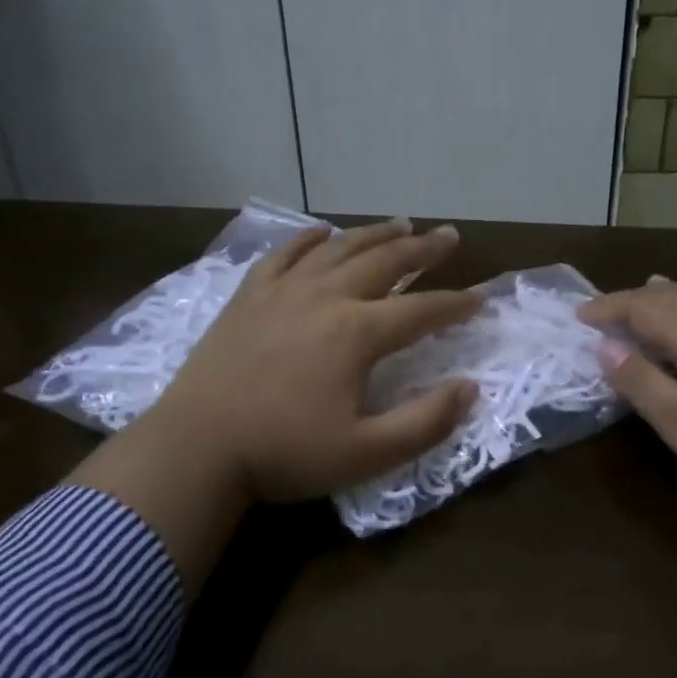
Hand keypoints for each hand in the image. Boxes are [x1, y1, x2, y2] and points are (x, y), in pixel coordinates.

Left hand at [69, 219, 480, 590]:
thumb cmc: (283, 454)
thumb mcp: (366, 453)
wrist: (195, 448)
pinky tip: (322, 233)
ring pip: (339, 250)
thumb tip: (470, 388)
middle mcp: (325, 298)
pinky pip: (284, 254)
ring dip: (375, 234)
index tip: (481, 298)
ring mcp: (283, 291)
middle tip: (449, 236)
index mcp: (356, 333)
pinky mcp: (248, 296)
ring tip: (402, 222)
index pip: (421, 311)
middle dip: (423, 249)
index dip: (456, 305)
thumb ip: (425, 422)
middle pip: (385, 262)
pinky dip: (308, 240)